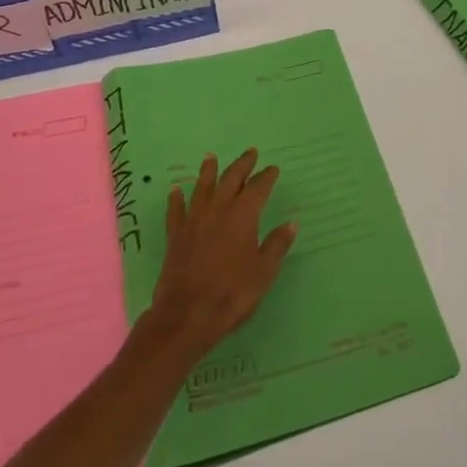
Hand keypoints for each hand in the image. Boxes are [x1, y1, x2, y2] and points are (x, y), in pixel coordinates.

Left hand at [146, 149, 296, 357]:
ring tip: (211, 157)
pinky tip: (175, 190)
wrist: (187, 314)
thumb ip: (277, 245)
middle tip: (250, 152)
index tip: (273, 168)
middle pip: (231, 179)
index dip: (266, 176)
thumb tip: (291, 223)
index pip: (258, 187)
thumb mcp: (264, 272)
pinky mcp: (176, 235)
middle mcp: (218, 209)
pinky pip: (176, 210)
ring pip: (202, 187)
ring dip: (208, 171)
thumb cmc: (232, 293)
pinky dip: (176, 198)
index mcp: (243, 215)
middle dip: (242, 164)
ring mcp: (194, 220)